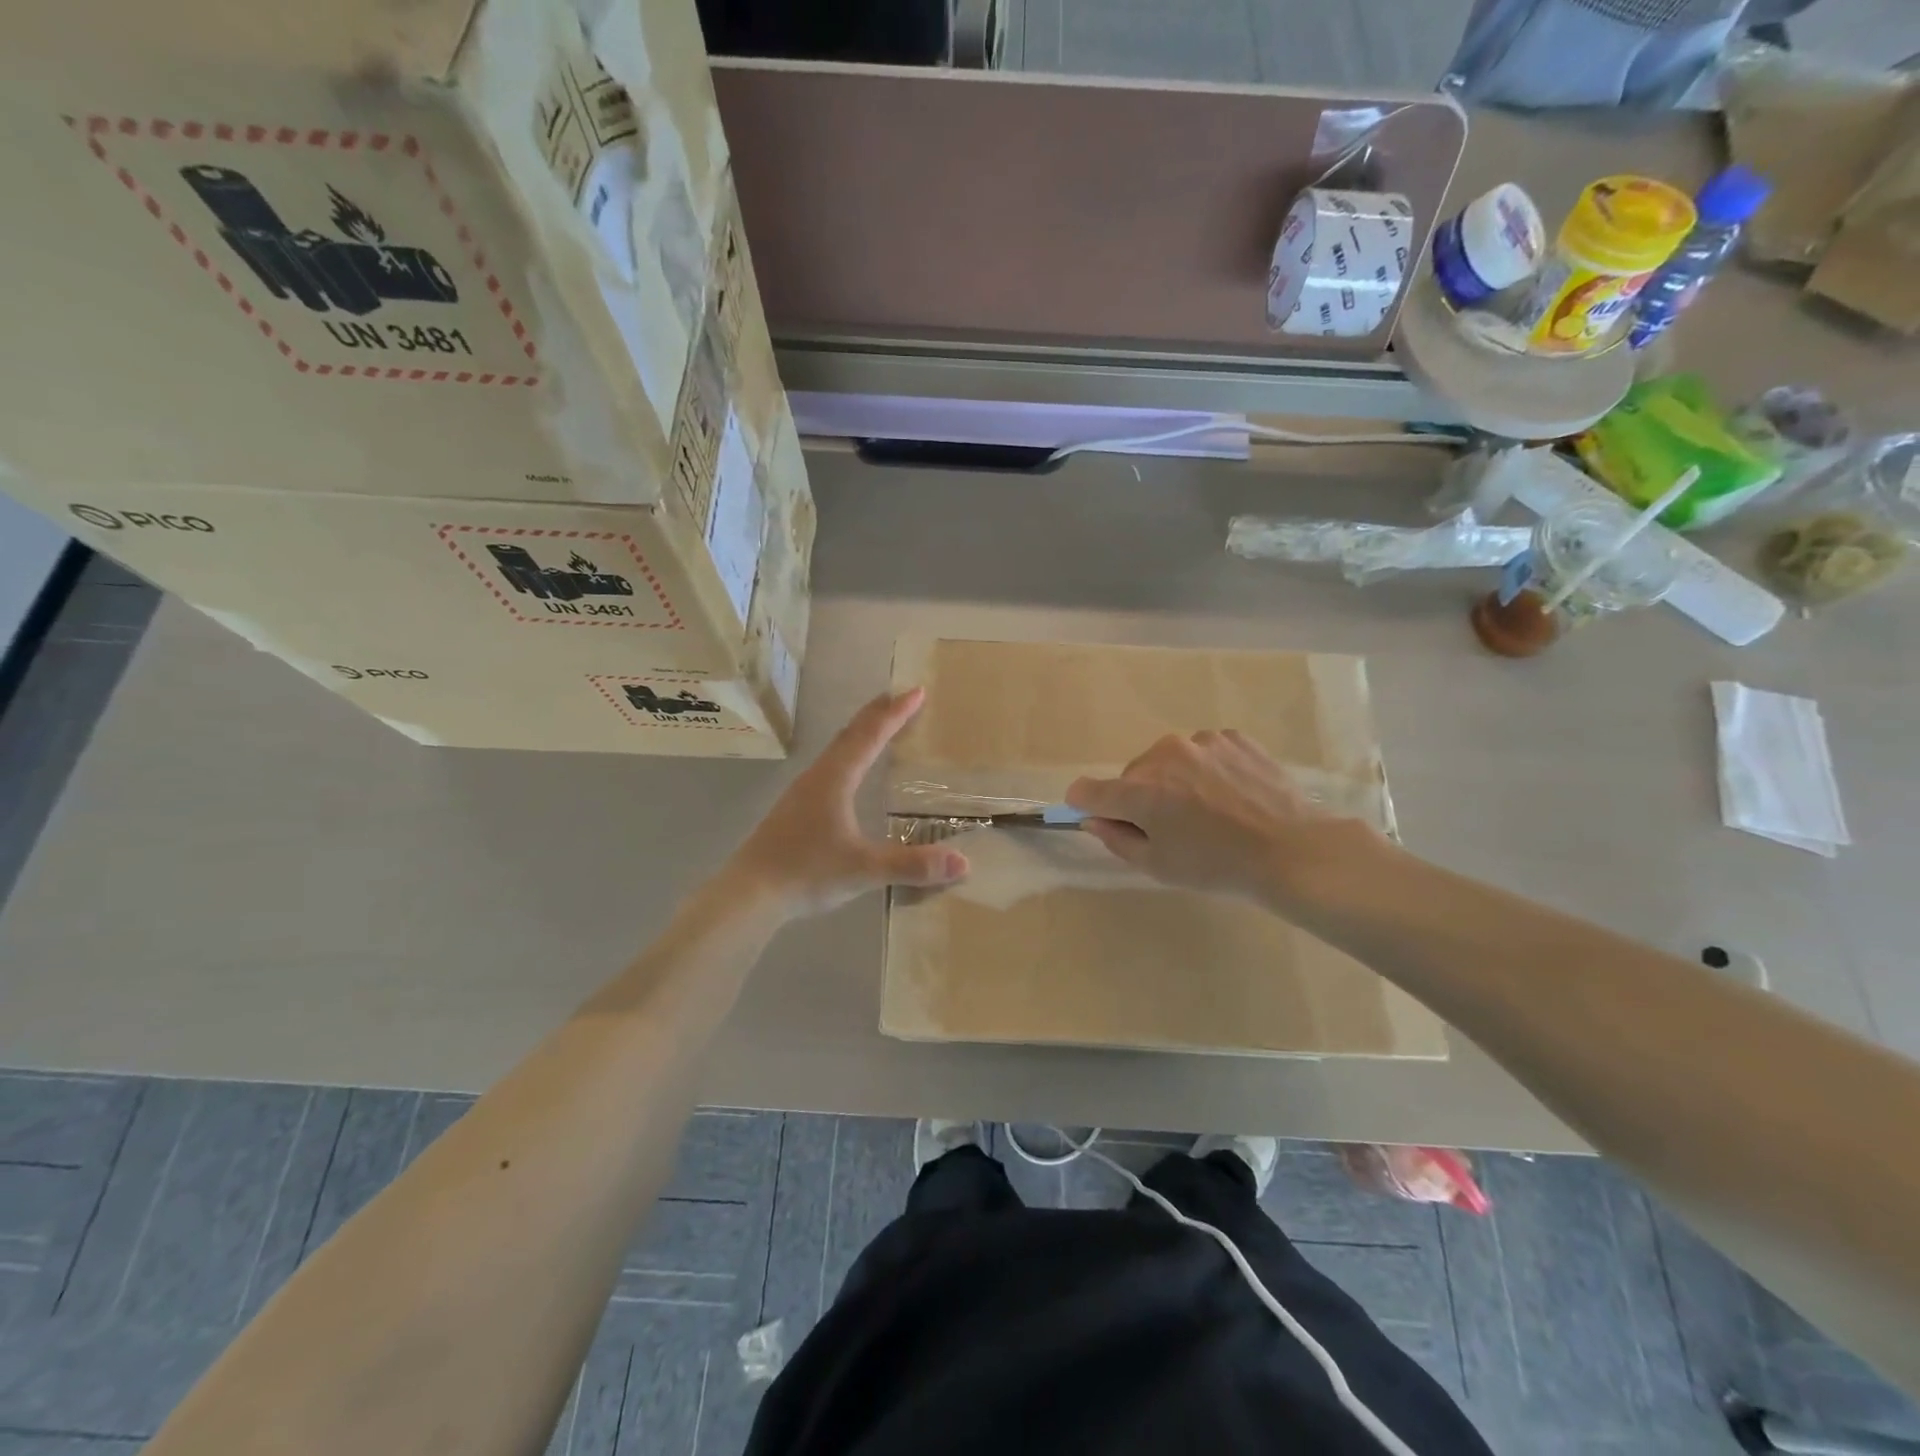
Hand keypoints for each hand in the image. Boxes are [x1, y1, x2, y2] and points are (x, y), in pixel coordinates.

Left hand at [726, 689, 968, 918]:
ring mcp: (801, 793)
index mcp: (834, 780)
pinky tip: (849, 776)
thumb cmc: (805, 873)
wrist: (748, 894)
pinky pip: (828, 769)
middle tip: (900, 698)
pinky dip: (848, 756)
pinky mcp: (794, 810)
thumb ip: (911, 865)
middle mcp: (817, 777)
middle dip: (877, 714)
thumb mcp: (863, 870)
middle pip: (850, 735)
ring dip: (860, 734)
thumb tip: (962, 862)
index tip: (916, 692)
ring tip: (879, 728)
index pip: (870, 736)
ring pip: (836, 751)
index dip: (895, 714)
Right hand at [1065, 730, 1378, 904]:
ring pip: (1168, 760)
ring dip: (1173, 780)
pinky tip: (1229, 794)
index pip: (1088, 790)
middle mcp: (1164, 755)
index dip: (1085, 804)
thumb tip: (1092, 819)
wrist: (1293, 850)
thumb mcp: (1158, 865)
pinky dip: (1205, 770)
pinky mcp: (1231, 736)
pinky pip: (1202, 752)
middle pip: (1132, 775)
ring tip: (1206, 810)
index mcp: (1140, 790)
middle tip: (1171, 827)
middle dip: (1140, 797)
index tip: (1099, 816)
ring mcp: (1201, 741)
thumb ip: (1115, 839)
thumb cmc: (1218, 866)